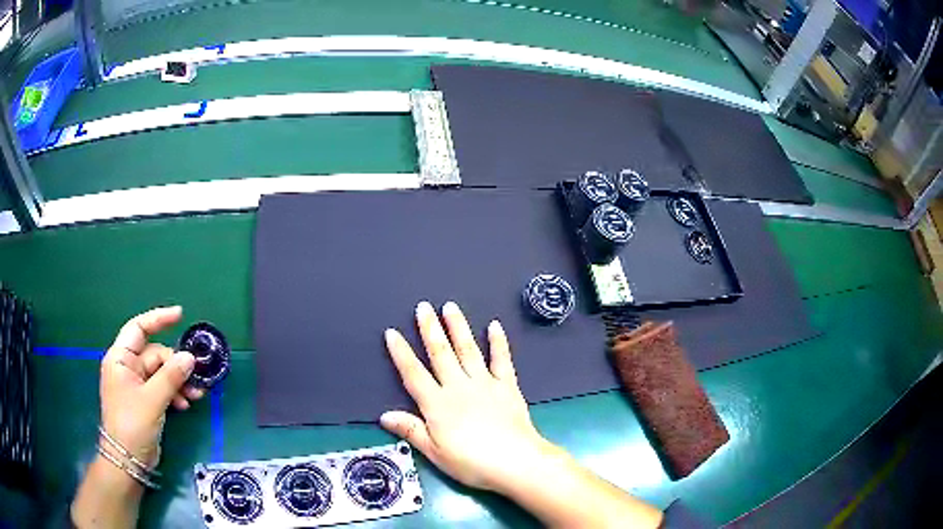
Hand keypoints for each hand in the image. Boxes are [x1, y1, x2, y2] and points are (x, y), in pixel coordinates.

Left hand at [99, 306, 204, 469]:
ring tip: (196, 396)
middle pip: (155, 355)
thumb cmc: (132, 424)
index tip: (181, 315)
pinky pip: (161, 388)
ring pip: (161, 373)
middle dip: (176, 365)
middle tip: (196, 378)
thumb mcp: (152, 400)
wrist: (127, 461)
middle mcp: (127, 367)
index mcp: (121, 359)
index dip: (159, 319)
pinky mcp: (144, 401)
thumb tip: (190, 357)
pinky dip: (174, 394)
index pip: (139, 328)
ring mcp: (135, 385)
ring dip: (179, 382)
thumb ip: (171, 377)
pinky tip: (185, 405)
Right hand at [380, 301, 556, 492]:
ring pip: (468, 350)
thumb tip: (384, 415)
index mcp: (438, 404)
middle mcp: (459, 387)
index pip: (414, 374)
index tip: (392, 333)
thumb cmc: (471, 462)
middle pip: (441, 354)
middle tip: (423, 307)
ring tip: (451, 307)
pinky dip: (498, 342)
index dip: (401, 353)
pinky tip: (494, 326)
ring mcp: (485, 384)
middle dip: (430, 329)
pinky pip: (501, 360)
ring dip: (458, 327)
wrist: (515, 462)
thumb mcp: (435, 452)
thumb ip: (411, 430)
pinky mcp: (507, 386)